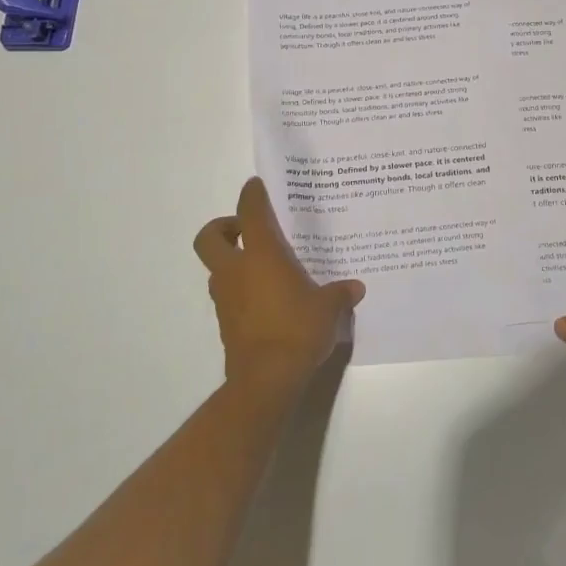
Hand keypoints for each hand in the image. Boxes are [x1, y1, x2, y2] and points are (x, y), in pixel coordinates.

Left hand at [194, 178, 365, 399]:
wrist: (266, 380)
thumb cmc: (297, 330)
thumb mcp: (329, 308)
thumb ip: (340, 293)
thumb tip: (355, 287)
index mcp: (261, 255)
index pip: (249, 212)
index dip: (251, 195)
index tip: (256, 186)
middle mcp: (236, 271)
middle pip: (209, 238)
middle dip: (222, 227)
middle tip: (246, 229)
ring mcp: (226, 299)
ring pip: (217, 268)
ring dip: (232, 261)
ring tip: (264, 267)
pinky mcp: (225, 323)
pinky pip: (227, 295)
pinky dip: (240, 290)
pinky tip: (267, 299)